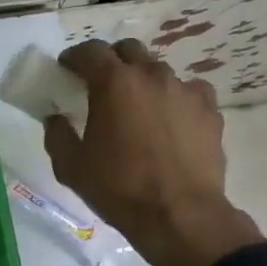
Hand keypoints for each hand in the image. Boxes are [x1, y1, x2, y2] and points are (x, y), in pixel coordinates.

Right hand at [44, 39, 263, 265]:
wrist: (179, 215)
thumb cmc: (117, 188)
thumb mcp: (70, 166)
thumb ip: (57, 134)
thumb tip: (56, 118)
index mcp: (114, 83)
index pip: (90, 51)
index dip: (74, 57)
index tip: (66, 69)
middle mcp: (152, 76)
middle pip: (128, 50)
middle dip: (111, 60)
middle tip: (99, 83)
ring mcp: (186, 91)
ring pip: (159, 71)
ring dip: (143, 80)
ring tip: (136, 105)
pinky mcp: (210, 111)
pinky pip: (189, 91)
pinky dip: (175, 98)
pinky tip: (169, 119)